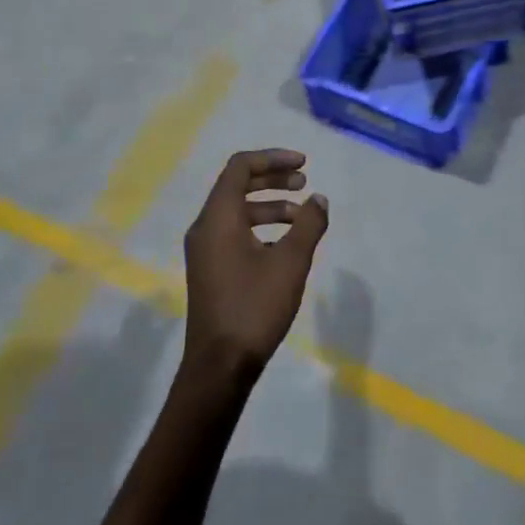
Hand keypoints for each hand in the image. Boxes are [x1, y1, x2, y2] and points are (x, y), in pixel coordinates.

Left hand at [182, 149, 328, 383]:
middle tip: (305, 183)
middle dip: (273, 178)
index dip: (273, 158)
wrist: (220, 366)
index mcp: (219, 218)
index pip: (240, 167)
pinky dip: (260, 227)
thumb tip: (318, 200)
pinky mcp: (210, 269)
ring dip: (270, 205)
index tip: (304, 165)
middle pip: (237, 185)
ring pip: (237, 211)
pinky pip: (234, 232)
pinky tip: (285, 245)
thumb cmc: (254, 306)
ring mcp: (205, 250)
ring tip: (302, 216)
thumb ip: (309, 224)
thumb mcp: (291, 262)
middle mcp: (205, 227)